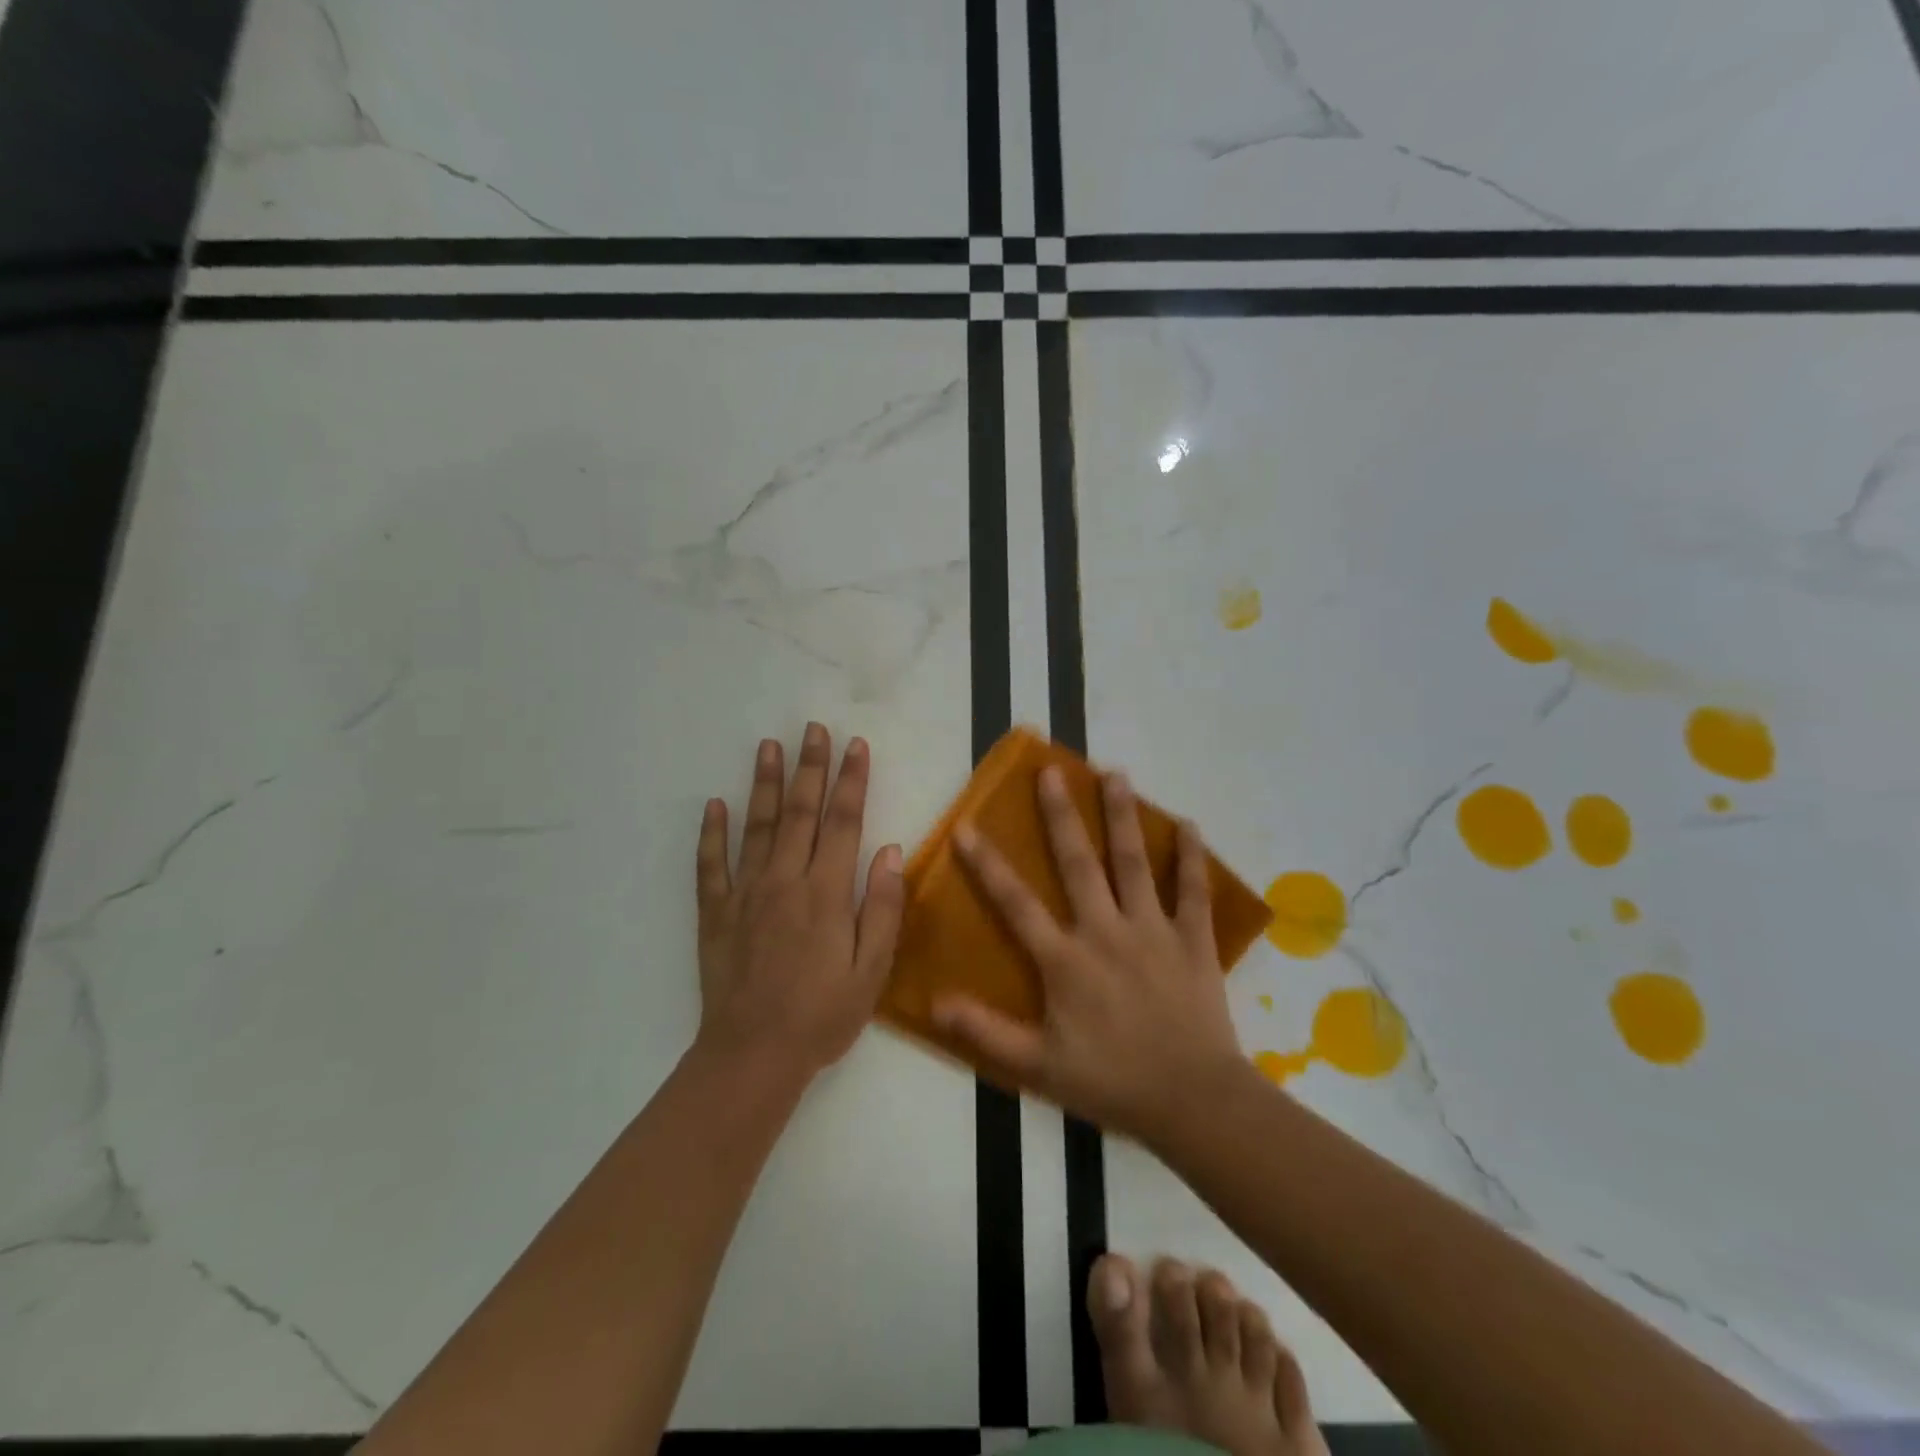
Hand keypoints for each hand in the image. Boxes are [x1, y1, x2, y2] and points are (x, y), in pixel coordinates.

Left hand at [694, 724, 904, 1080]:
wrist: (753, 1056)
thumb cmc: (822, 1015)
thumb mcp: (871, 970)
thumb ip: (882, 907)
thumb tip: (889, 850)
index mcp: (826, 892)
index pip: (843, 822)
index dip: (851, 781)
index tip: (856, 746)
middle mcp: (785, 881)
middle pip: (799, 812)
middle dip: (809, 768)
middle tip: (813, 729)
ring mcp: (745, 894)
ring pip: (755, 827)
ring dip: (762, 784)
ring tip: (768, 746)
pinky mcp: (716, 914)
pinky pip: (710, 866)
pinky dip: (711, 834)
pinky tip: (714, 805)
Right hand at [932, 766, 1246, 1141]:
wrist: (1193, 1101)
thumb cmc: (1112, 1082)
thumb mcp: (1038, 1066)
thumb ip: (985, 1031)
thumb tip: (934, 1001)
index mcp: (1066, 959)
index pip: (1016, 903)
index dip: (987, 864)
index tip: (967, 826)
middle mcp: (1106, 931)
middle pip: (1079, 863)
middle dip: (1061, 815)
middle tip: (1051, 772)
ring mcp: (1153, 930)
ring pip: (1134, 863)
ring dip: (1123, 816)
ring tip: (1115, 774)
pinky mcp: (1193, 940)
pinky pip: (1194, 891)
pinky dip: (1193, 857)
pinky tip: (1190, 824)